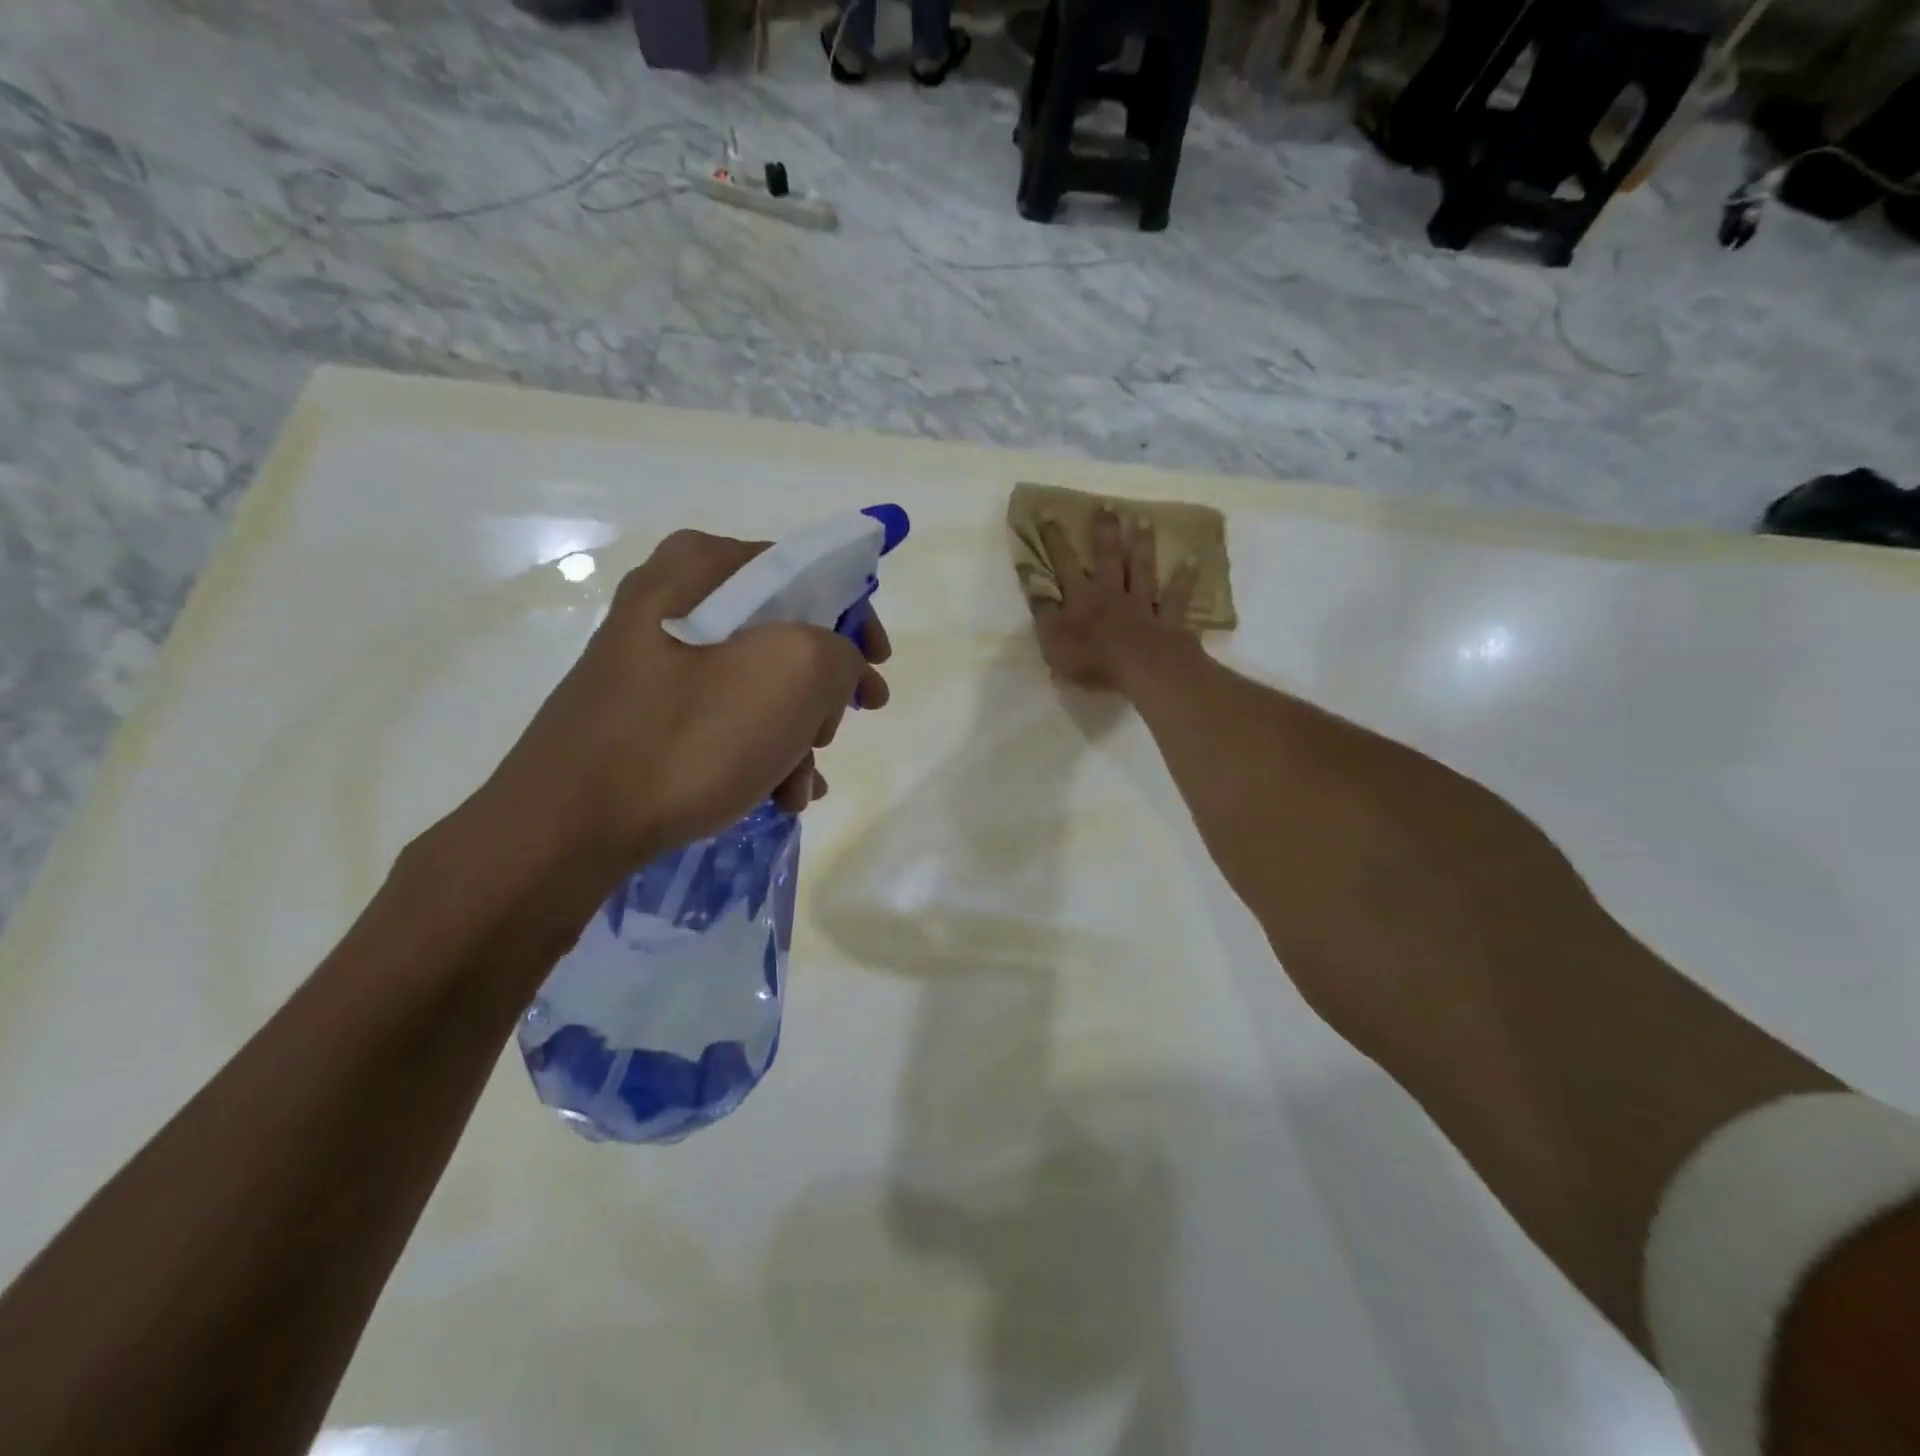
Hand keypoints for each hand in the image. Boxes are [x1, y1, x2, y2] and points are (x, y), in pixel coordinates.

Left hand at [479, 530, 890, 874]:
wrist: (568, 826)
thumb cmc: (688, 737)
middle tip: (831, 732)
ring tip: (800, 787)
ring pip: (759, 684)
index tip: (877, 669)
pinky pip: (725, 717)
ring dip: (795, 735)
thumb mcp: (793, 674)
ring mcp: (656, 659)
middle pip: (785, 633)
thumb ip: (840, 650)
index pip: (807, 570)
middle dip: (822, 692)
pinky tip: (777, 795)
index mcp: (702, 567)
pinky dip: (760, 751)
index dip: (855, 618)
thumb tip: (836, 665)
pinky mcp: (648, 711)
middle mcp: (674, 600)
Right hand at [1032, 508, 1200, 693]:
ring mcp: (1143, 605)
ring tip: (1144, 520)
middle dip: (1106, 530)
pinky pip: (1177, 597)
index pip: (1064, 564)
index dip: (1054, 540)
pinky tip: (1193, 560)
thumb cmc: (1094, 662)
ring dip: (1143, 545)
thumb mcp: (1054, 645)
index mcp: (1082, 599)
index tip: (1048, 514)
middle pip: (1109, 557)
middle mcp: (1112, 594)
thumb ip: (1045, 618)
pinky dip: (1185, 579)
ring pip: (1142, 569)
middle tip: (1108, 505)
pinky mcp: (1169, 621)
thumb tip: (1037, 593)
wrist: (1144, 671)